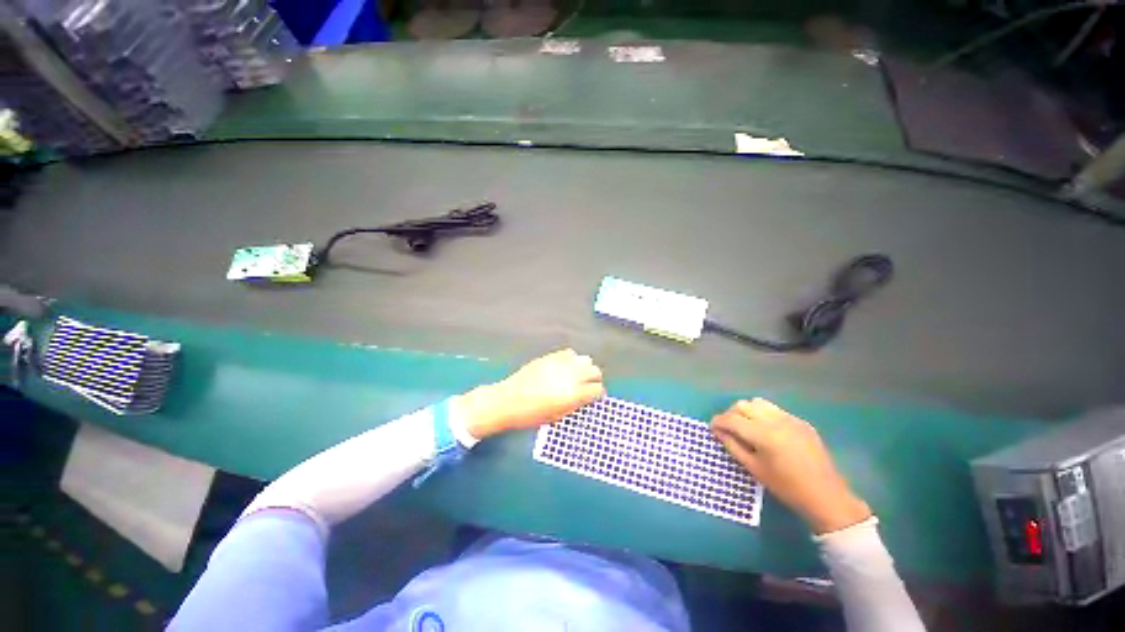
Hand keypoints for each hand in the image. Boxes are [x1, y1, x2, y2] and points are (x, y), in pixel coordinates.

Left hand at [455, 349, 604, 439]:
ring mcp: (561, 364)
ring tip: (578, 374)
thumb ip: (574, 405)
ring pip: (585, 359)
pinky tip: (566, 366)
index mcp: (574, 394)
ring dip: (585, 367)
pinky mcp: (551, 356)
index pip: (597, 389)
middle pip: (595, 371)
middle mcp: (571, 376)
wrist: (508, 400)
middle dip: (595, 378)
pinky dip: (571, 359)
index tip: (595, 396)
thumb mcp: (557, 416)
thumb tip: (585, 399)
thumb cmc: (531, 415)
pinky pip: (569, 353)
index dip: (598, 394)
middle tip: (588, 385)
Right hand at [711, 398, 870, 533]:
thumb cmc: (786, 487)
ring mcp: (790, 419)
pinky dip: (764, 415)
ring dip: (747, 411)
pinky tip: (767, 432)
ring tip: (746, 427)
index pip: (731, 419)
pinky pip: (774, 410)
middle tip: (728, 429)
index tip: (712, 428)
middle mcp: (775, 420)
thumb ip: (732, 446)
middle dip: (731, 415)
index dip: (718, 422)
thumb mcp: (754, 469)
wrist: (825, 496)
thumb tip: (717, 432)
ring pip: (758, 403)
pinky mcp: (800, 422)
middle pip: (743, 405)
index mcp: (763, 434)